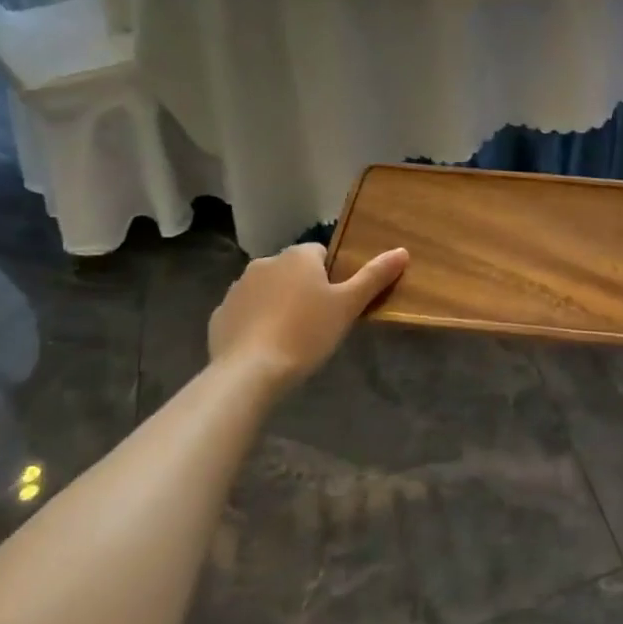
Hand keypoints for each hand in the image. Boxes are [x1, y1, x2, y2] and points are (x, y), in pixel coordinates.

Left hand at [207, 243, 407, 395]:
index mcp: (298, 256)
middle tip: (318, 322)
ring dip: (278, 304)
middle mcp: (265, 262)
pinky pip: (245, 312)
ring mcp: (237, 288)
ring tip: (291, 338)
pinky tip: (265, 348)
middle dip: (304, 289)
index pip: (321, 254)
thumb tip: (402, 251)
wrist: (249, 372)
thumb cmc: (306, 333)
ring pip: (267, 290)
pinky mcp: (220, 315)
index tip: (337, 303)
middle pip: (293, 271)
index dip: (332, 276)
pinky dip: (255, 323)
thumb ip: (374, 277)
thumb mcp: (348, 306)